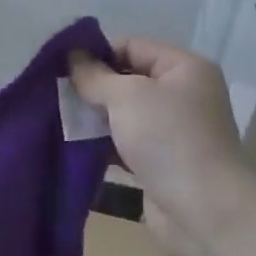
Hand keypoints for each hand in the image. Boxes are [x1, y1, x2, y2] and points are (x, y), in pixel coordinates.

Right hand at [69, 37, 255, 255]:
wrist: (201, 210)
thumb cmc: (167, 138)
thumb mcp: (127, 96)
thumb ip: (95, 75)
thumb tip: (72, 55)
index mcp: (184, 68)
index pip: (132, 46)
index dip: (96, 52)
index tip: (59, 65)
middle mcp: (182, 95)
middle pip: (127, 79)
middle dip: (92, 86)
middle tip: (54, 92)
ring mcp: (172, 130)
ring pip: (124, 113)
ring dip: (94, 116)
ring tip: (57, 117)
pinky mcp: (160, 162)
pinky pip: (125, 143)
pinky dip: (102, 143)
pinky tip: (73, 144)